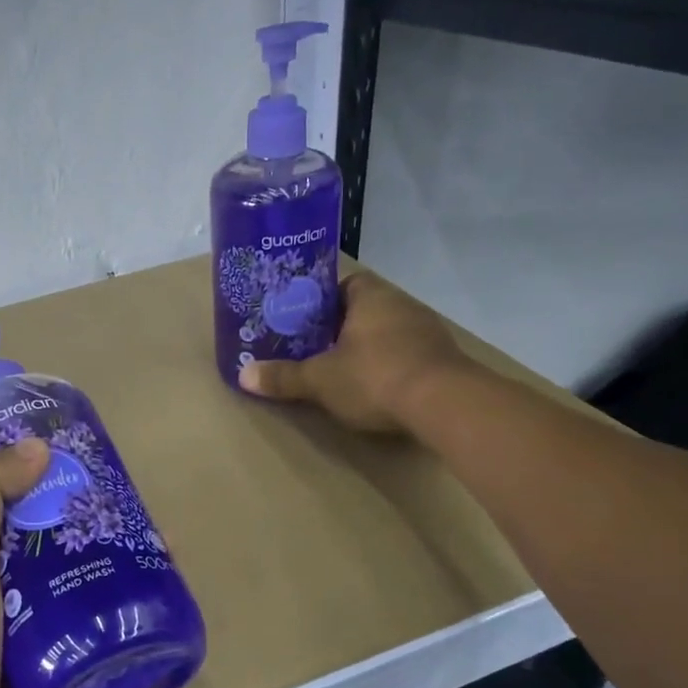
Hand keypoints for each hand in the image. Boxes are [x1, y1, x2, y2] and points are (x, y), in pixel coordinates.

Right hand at [239, 270, 469, 432]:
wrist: (444, 403)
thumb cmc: (375, 377)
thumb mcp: (320, 380)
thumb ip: (283, 377)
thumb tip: (243, 375)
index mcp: (370, 296)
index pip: (343, 284)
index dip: (320, 300)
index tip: (303, 321)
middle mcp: (401, 304)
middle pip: (364, 308)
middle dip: (341, 327)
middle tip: (314, 348)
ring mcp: (427, 330)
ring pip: (387, 331)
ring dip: (368, 347)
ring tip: (342, 369)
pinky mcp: (442, 358)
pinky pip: (407, 353)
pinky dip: (390, 365)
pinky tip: (377, 386)